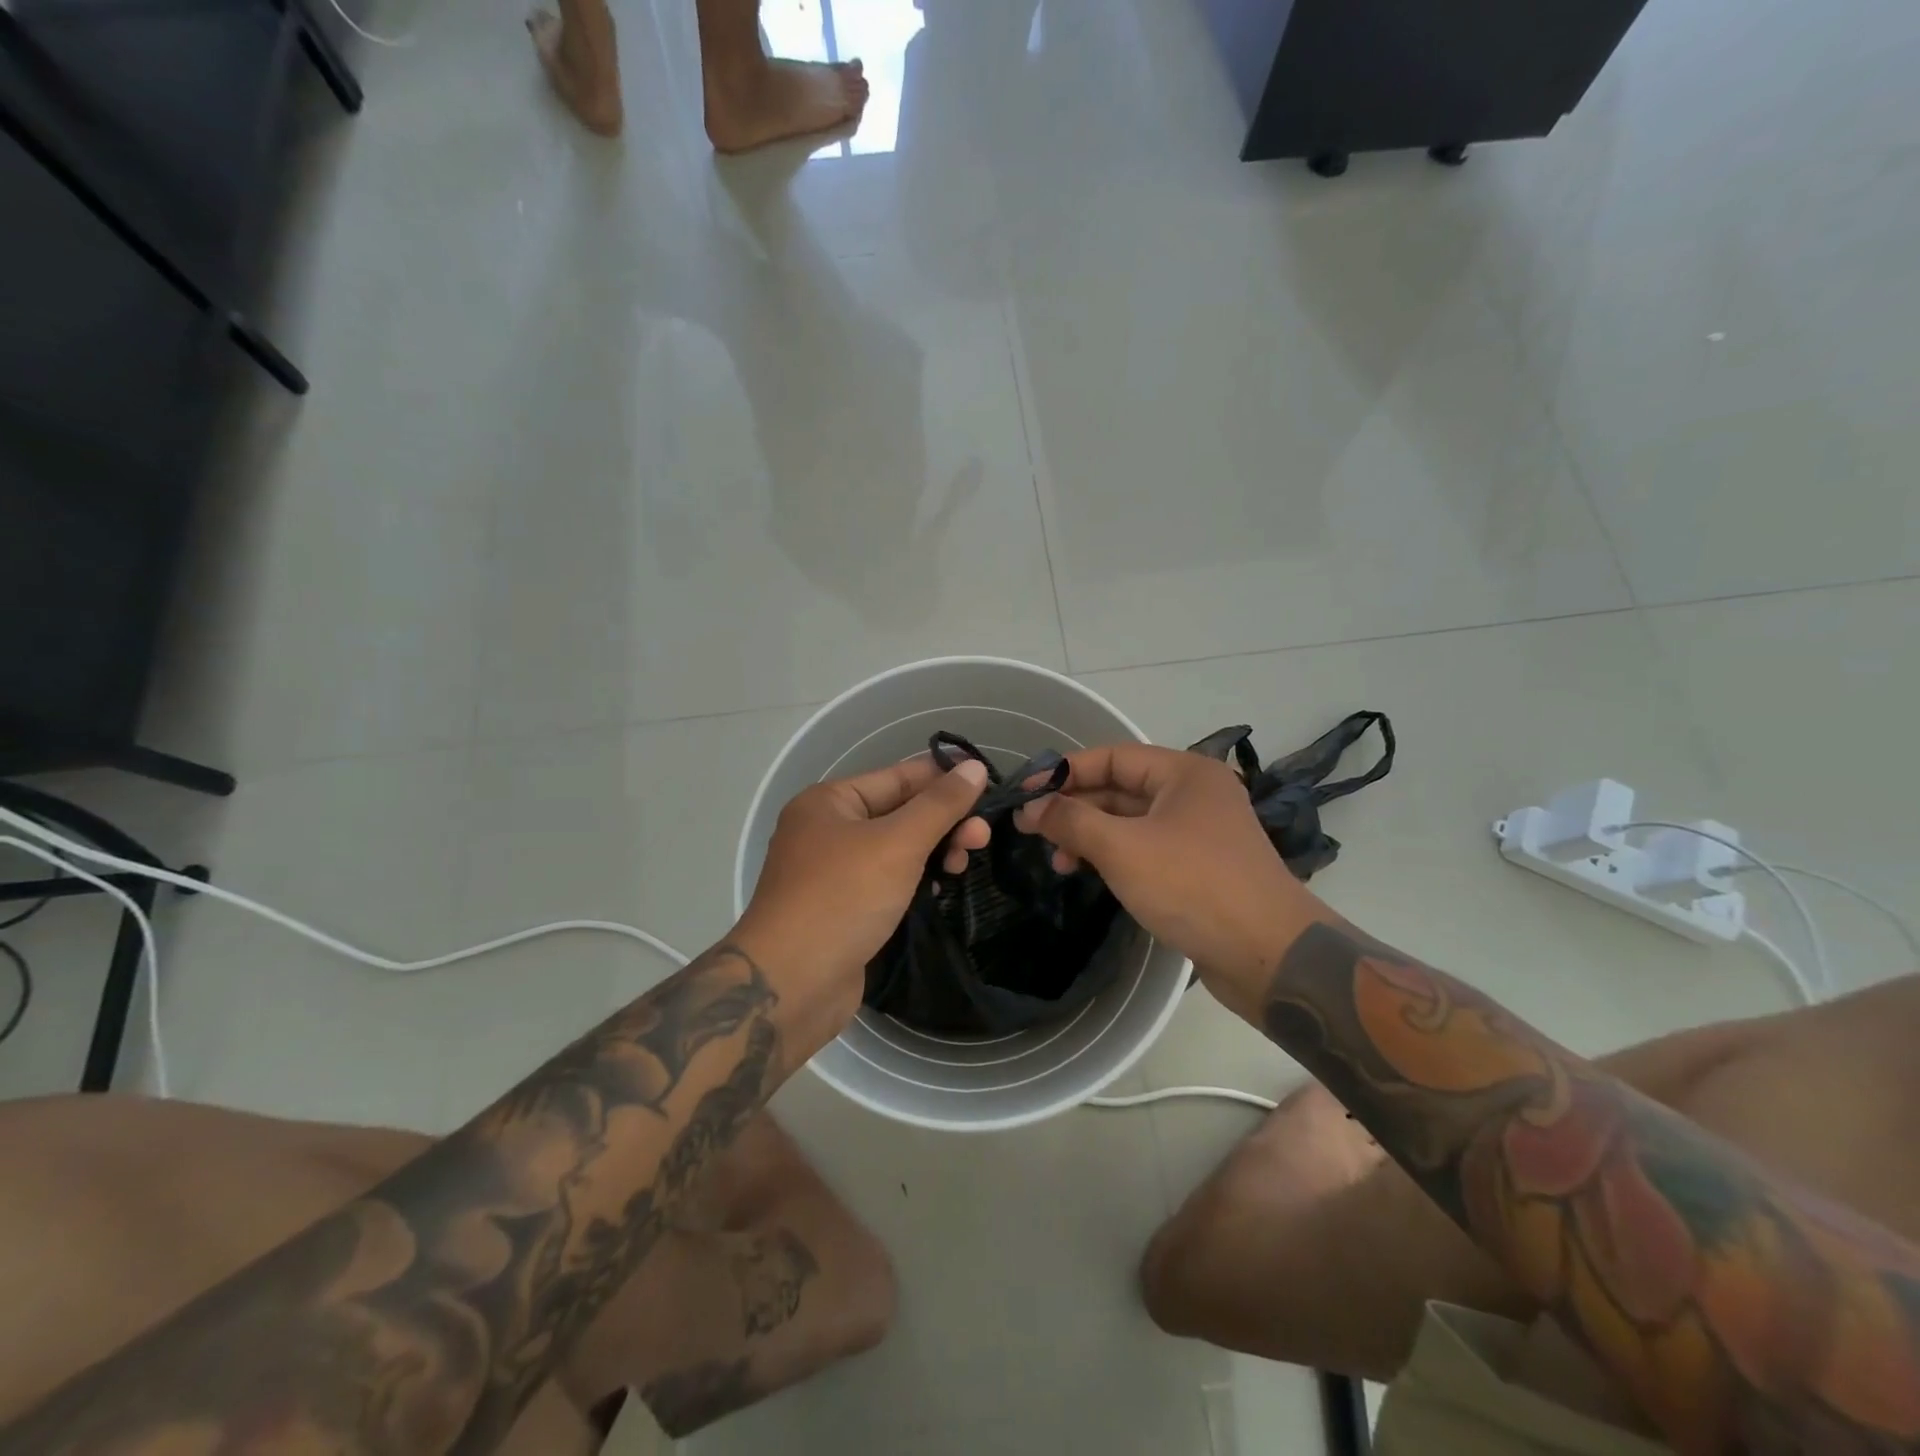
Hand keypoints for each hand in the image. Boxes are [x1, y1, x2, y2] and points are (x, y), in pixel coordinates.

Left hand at [735, 755, 990, 1023]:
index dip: (944, 779)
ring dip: (934, 851)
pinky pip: (888, 881)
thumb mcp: (897, 843)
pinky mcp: (844, 909)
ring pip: (896, 849)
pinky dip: (916, 879)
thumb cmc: (843, 898)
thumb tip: (975, 767)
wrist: (792, 984)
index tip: (990, 786)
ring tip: (965, 864)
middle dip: (943, 822)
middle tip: (982, 838)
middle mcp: (827, 830)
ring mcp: (833, 872)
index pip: (898, 776)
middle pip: (899, 812)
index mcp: (828, 801)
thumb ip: (940, 804)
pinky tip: (941, 886)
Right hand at [1013, 743, 1319, 1016]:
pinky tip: (1091, 874)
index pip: (1112, 757)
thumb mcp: (1123, 848)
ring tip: (1058, 863)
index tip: (1025, 793)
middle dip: (1075, 808)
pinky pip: (1146, 849)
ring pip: (1131, 822)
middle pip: (1121, 789)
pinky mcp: (1200, 868)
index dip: (1065, 772)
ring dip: (1091, 836)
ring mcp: (1200, 833)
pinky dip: (1115, 857)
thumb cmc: (1193, 885)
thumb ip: (1072, 821)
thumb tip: (1031, 808)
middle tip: (1032, 831)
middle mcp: (1194, 794)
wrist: (1269, 955)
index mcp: (1184, 773)